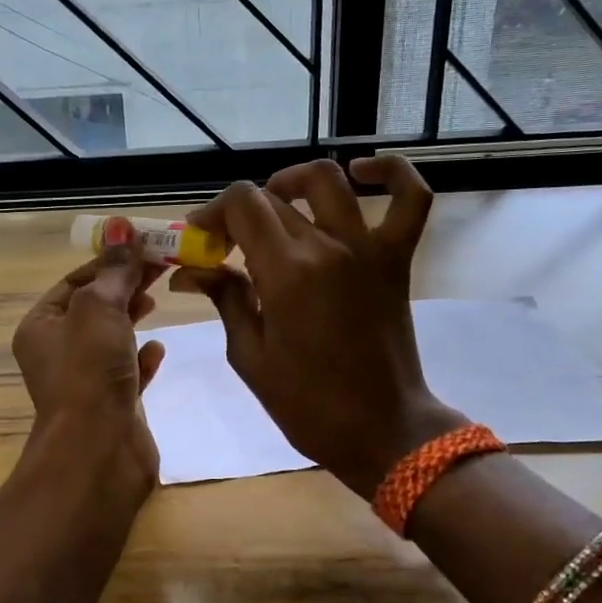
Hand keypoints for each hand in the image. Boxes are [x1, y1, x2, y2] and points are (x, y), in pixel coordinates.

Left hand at [12, 231, 166, 492]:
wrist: (98, 450)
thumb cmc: (89, 371)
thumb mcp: (100, 308)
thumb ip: (114, 270)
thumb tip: (120, 226)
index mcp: (41, 326)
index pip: (76, 281)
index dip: (109, 261)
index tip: (146, 246)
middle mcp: (57, 352)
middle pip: (95, 307)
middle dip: (126, 286)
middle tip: (162, 266)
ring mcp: (84, 381)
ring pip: (111, 339)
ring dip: (133, 318)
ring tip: (158, 299)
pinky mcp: (111, 405)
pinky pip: (127, 372)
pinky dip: (142, 357)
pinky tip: (158, 349)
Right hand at [170, 156, 465, 496]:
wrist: (382, 429)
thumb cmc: (307, 404)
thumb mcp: (250, 356)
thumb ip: (225, 299)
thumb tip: (191, 270)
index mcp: (286, 273)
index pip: (242, 204)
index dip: (213, 212)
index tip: (201, 239)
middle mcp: (327, 247)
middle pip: (273, 197)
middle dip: (239, 213)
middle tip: (227, 243)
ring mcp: (368, 248)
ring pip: (329, 181)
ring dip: (292, 182)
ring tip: (276, 204)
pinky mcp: (396, 259)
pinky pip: (410, 199)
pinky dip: (390, 174)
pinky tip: (362, 173)